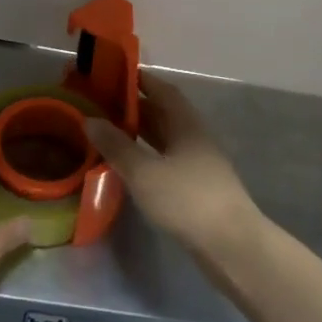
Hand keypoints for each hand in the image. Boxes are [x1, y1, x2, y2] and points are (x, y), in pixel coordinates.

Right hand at [85, 70, 260, 262]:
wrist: (231, 245)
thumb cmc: (187, 199)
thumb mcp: (144, 172)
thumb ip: (116, 146)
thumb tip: (89, 120)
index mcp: (186, 124)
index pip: (163, 90)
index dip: (141, 80)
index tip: (114, 75)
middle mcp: (194, 137)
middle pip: (163, 113)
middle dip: (135, 107)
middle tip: (103, 105)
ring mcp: (199, 163)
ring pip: (165, 139)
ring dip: (141, 133)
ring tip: (110, 132)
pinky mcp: (197, 187)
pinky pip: (167, 160)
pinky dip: (148, 156)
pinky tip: (131, 166)